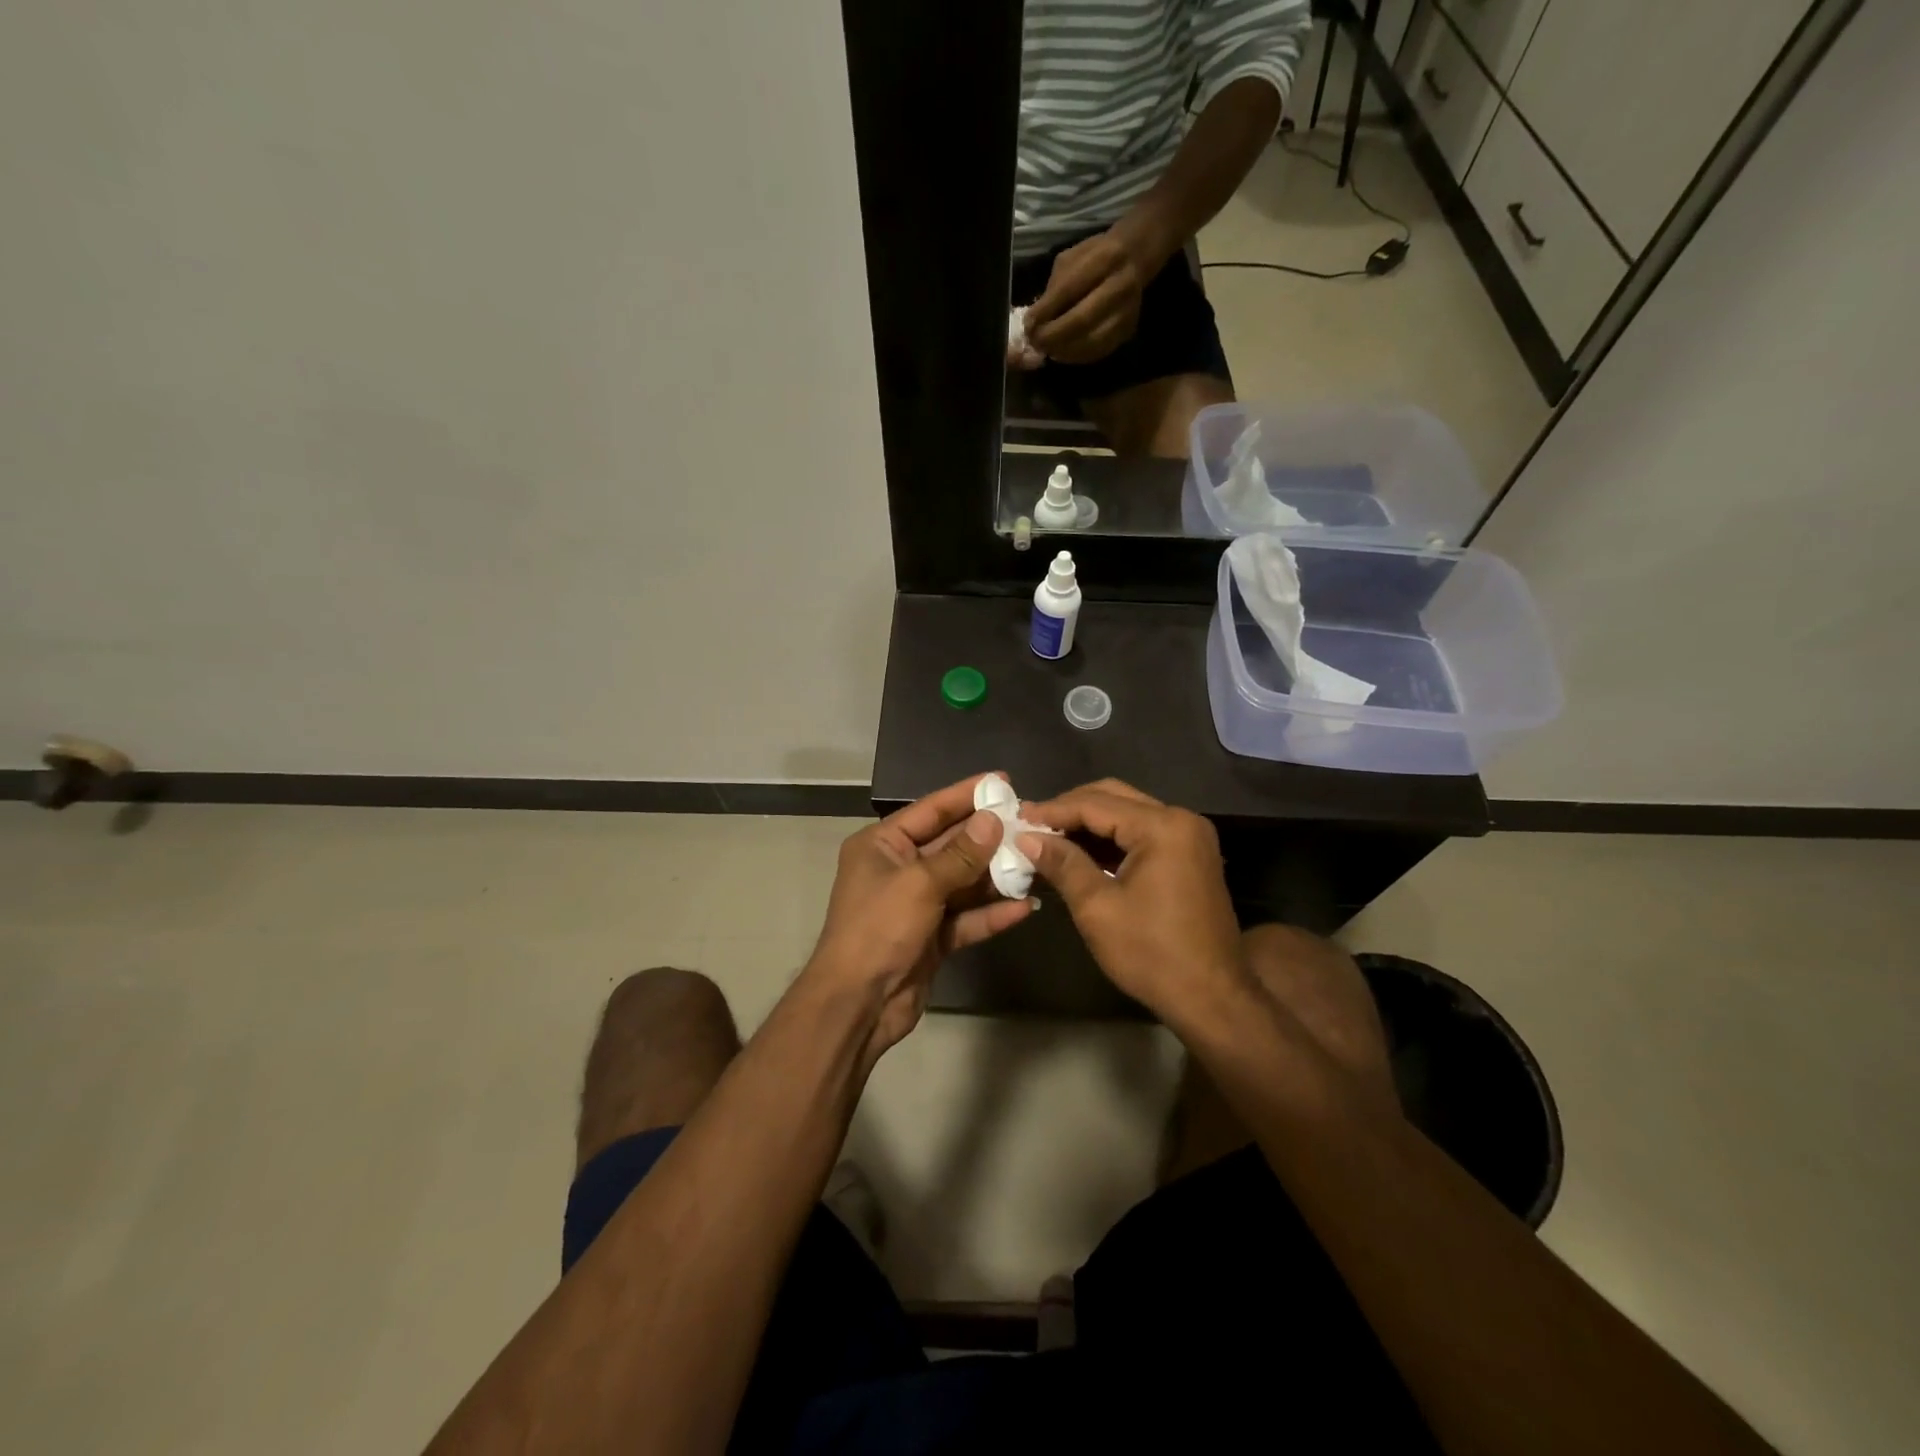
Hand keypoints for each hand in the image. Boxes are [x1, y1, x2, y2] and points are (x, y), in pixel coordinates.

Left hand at [804, 773, 1035, 1057]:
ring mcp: (916, 904)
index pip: (930, 810)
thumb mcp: (920, 884)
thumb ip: (961, 854)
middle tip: (1030, 821)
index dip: (966, 794)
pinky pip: (967, 917)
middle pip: (951, 845)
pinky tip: (1024, 907)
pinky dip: (991, 913)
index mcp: (882, 845)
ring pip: (963, 882)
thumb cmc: (879, 929)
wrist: (858, 1004)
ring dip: (996, 875)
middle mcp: (899, 869)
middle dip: (988, 836)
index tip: (1002, 781)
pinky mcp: (932, 937)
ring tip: (1036, 861)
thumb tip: (993, 821)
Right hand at [1018, 779, 1244, 1022]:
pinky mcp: (1190, 855)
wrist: (1212, 998)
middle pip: (1114, 797)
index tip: (1018, 818)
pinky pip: (1143, 833)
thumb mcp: (1097, 908)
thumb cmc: (1151, 953)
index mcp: (1162, 827)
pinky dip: (1111, 839)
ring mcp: (1190, 837)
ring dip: (1089, 823)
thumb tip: (1026, 838)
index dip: (1053, 810)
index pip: (1095, 804)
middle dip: (1070, 809)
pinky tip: (1081, 852)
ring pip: (1128, 813)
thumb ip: (1062, 864)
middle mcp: (1181, 820)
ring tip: (1049, 837)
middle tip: (1032, 824)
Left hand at [1024, 229, 1157, 364]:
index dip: (1045, 311)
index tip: (1028, 325)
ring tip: (1047, 349)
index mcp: (1105, 258)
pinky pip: (1098, 351)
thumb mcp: (1071, 259)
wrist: (1133, 259)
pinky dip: (1076, 356)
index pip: (1069, 289)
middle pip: (1082, 320)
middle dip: (1053, 335)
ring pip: (1091, 341)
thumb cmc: (1095, 257)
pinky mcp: (1128, 331)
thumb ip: (1054, 288)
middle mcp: (1120, 286)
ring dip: (1063, 350)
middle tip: (1035, 342)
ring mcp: (1127, 312)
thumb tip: (1035, 322)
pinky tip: (1062, 353)